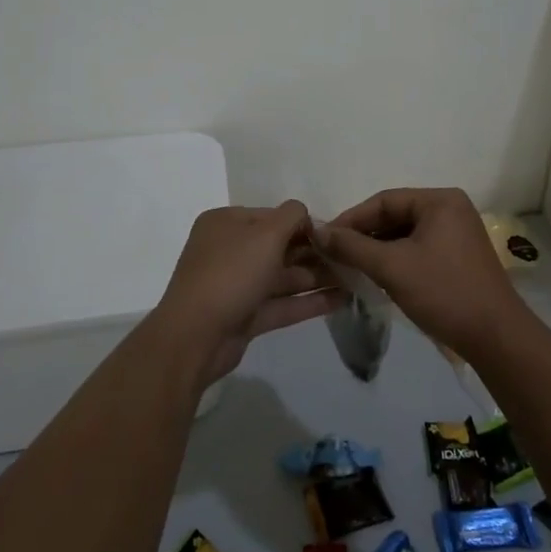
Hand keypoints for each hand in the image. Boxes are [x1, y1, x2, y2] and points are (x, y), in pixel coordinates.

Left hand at [153, 201, 340, 385]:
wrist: (195, 337)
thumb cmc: (231, 273)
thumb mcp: (266, 234)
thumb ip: (292, 216)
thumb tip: (305, 214)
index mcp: (226, 223)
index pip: (272, 216)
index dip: (304, 224)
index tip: (336, 234)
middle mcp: (229, 250)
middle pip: (279, 247)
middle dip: (315, 252)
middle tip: (351, 258)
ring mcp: (236, 285)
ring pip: (283, 277)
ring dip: (316, 277)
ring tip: (355, 279)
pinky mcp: (244, 316)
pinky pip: (281, 304)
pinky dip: (308, 302)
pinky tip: (341, 300)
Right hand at [318, 187, 532, 362]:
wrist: (495, 337)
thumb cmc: (444, 292)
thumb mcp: (392, 267)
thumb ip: (352, 246)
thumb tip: (317, 230)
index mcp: (440, 200)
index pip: (384, 200)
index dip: (351, 219)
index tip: (324, 238)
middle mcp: (451, 209)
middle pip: (395, 216)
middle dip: (364, 235)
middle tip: (333, 255)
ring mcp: (457, 233)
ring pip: (405, 235)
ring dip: (377, 249)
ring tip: (349, 267)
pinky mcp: (458, 257)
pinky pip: (418, 249)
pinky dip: (396, 260)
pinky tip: (376, 276)